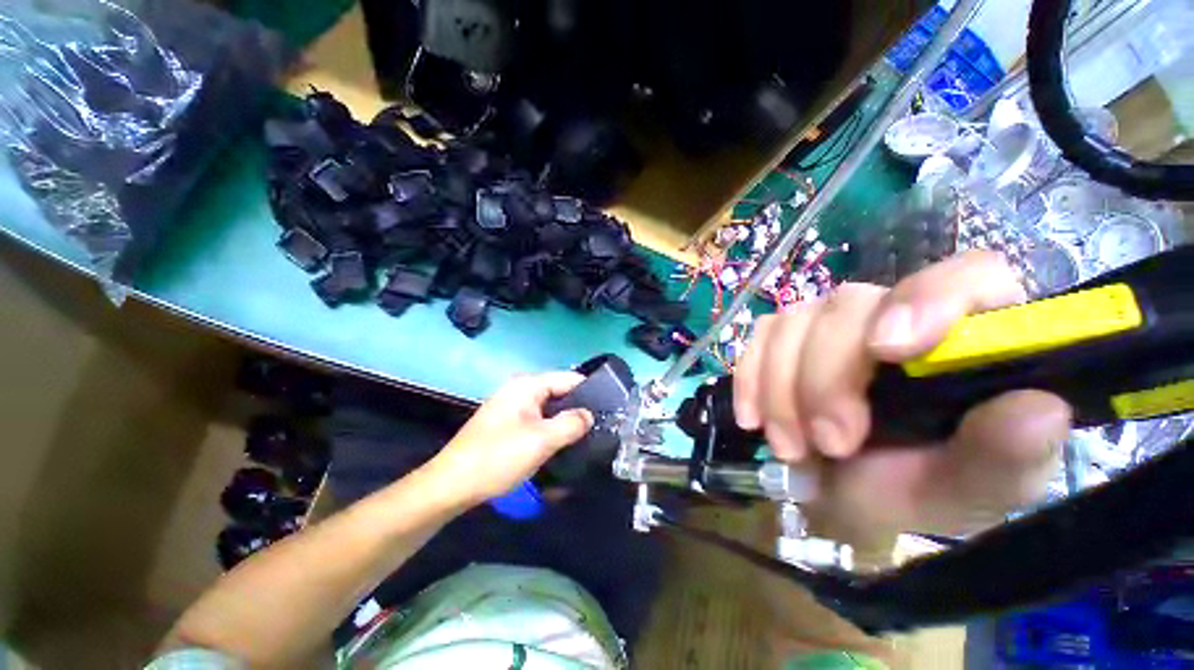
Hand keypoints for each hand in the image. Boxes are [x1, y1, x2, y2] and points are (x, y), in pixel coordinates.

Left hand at [426, 372, 593, 506]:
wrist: (452, 485)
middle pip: (559, 393)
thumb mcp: (541, 440)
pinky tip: (561, 445)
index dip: (589, 391)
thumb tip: (589, 415)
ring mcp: (512, 407)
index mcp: (527, 386)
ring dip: (565, 422)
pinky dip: (551, 430)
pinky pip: (538, 421)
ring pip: (549, 409)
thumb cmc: (498, 457)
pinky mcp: (508, 425)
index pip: (568, 378)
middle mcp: (520, 391)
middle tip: (599, 427)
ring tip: (586, 438)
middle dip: (578, 409)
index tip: (609, 409)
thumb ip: (571, 423)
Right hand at [734, 251, 1072, 543]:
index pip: (970, 277)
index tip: (888, 349)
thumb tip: (1041, 409)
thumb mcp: (968, 491)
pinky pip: (758, 339)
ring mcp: (830, 323)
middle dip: (827, 377)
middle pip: (850, 305)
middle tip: (829, 443)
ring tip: (791, 447)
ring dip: (782, 389)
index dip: (929, 299)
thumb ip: (1005, 458)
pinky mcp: (783, 337)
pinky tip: (754, 418)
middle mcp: (895, 315)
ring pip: (793, 323)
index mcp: (969, 340)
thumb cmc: (912, 490)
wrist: (840, 495)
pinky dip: (750, 379)